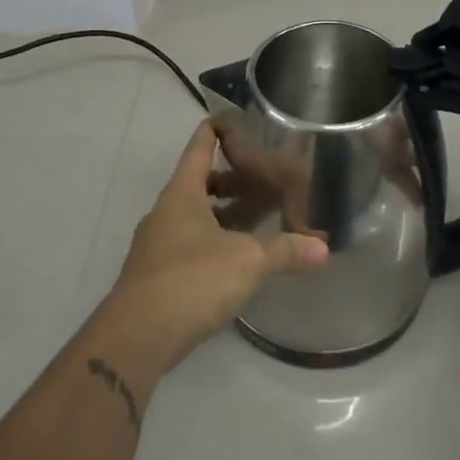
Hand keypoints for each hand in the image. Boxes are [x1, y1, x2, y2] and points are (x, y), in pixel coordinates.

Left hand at [105, 121, 328, 372]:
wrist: (135, 338)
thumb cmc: (191, 281)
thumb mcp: (247, 262)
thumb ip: (286, 251)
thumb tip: (324, 248)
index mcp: (182, 193)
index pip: (200, 145)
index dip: (220, 129)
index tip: (242, 120)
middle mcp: (167, 212)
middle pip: (201, 182)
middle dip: (235, 180)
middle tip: (268, 180)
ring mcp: (159, 245)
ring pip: (198, 216)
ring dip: (227, 214)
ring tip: (263, 219)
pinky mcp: (159, 275)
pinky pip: (193, 244)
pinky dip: (218, 242)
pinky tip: (241, 259)